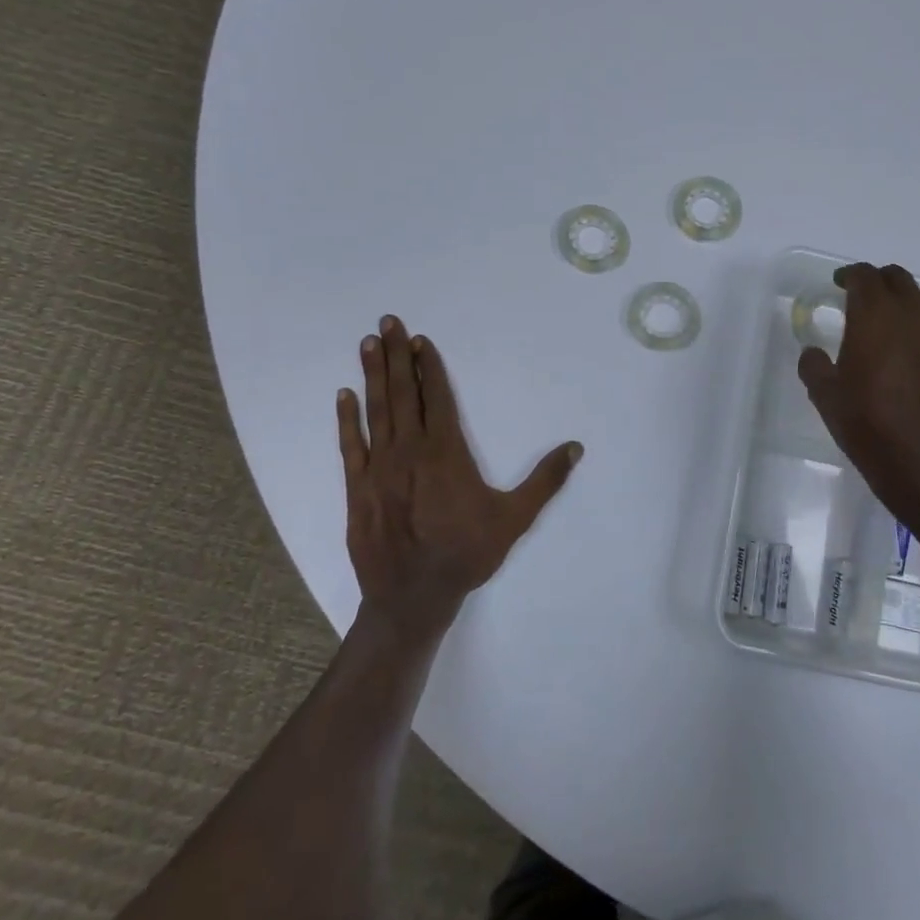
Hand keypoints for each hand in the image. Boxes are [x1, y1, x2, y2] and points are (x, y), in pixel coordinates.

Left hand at [337, 315, 582, 634]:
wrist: (412, 597)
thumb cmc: (467, 553)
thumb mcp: (515, 518)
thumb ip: (545, 480)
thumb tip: (575, 447)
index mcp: (446, 453)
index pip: (437, 398)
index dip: (430, 367)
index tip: (421, 340)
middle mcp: (410, 451)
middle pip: (403, 393)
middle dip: (397, 355)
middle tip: (388, 322)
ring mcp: (379, 468)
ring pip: (376, 411)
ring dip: (373, 375)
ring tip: (369, 343)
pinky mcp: (358, 488)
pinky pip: (351, 446)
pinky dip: (347, 419)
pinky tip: (344, 395)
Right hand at [798, 263, 919, 534]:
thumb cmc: (868, 426)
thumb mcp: (825, 397)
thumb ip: (814, 366)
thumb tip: (814, 352)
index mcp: (875, 316)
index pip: (864, 276)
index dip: (849, 275)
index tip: (836, 284)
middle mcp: (911, 316)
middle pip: (897, 279)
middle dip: (875, 281)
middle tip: (856, 296)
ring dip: (900, 298)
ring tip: (882, 319)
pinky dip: (917, 322)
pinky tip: (904, 347)